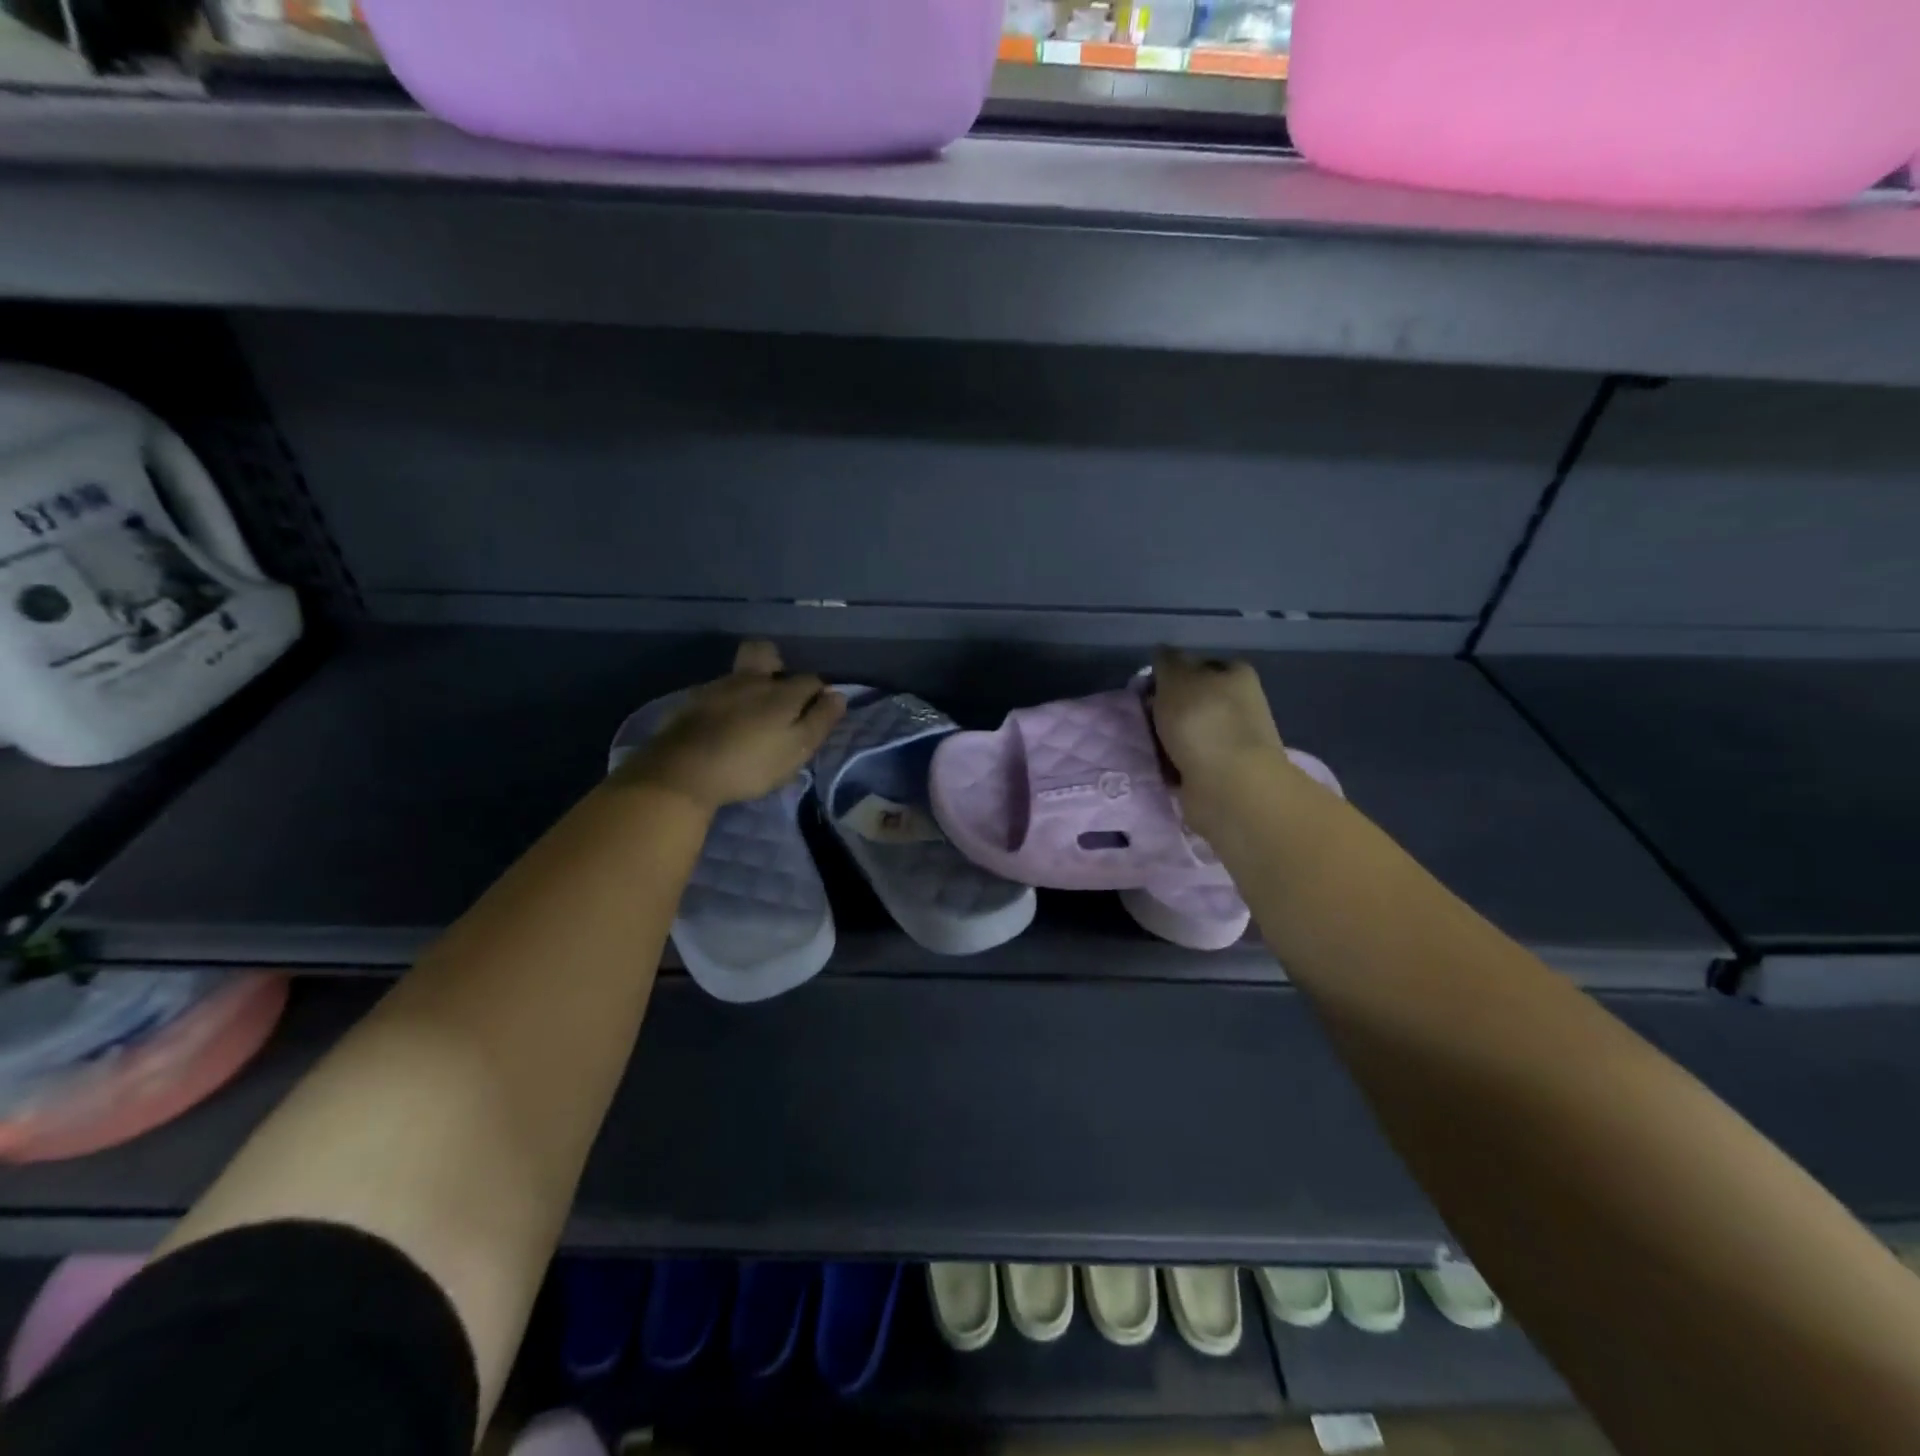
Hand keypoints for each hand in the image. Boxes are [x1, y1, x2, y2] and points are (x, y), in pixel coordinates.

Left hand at [615, 641, 846, 812]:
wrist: (682, 771)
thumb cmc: (750, 763)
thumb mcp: (797, 749)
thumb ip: (820, 720)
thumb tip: (838, 695)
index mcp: (781, 691)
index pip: (810, 680)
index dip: (818, 694)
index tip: (818, 714)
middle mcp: (750, 679)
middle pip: (765, 653)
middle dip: (776, 664)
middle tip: (779, 694)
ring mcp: (717, 687)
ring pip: (739, 674)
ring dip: (749, 687)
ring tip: (750, 717)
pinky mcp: (690, 702)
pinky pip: (716, 693)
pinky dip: (725, 703)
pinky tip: (723, 724)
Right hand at [1149, 647, 1292, 836]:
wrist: (1228, 785)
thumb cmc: (1202, 720)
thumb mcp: (1176, 677)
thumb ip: (1167, 661)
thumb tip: (1163, 653)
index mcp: (1235, 674)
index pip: (1197, 665)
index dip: (1170, 674)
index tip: (1146, 688)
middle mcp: (1239, 705)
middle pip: (1191, 700)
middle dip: (1164, 710)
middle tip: (1141, 718)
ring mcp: (1232, 741)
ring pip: (1186, 732)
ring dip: (1164, 739)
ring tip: (1145, 745)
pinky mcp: (1222, 773)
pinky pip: (1186, 761)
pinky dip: (1171, 764)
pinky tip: (1157, 767)